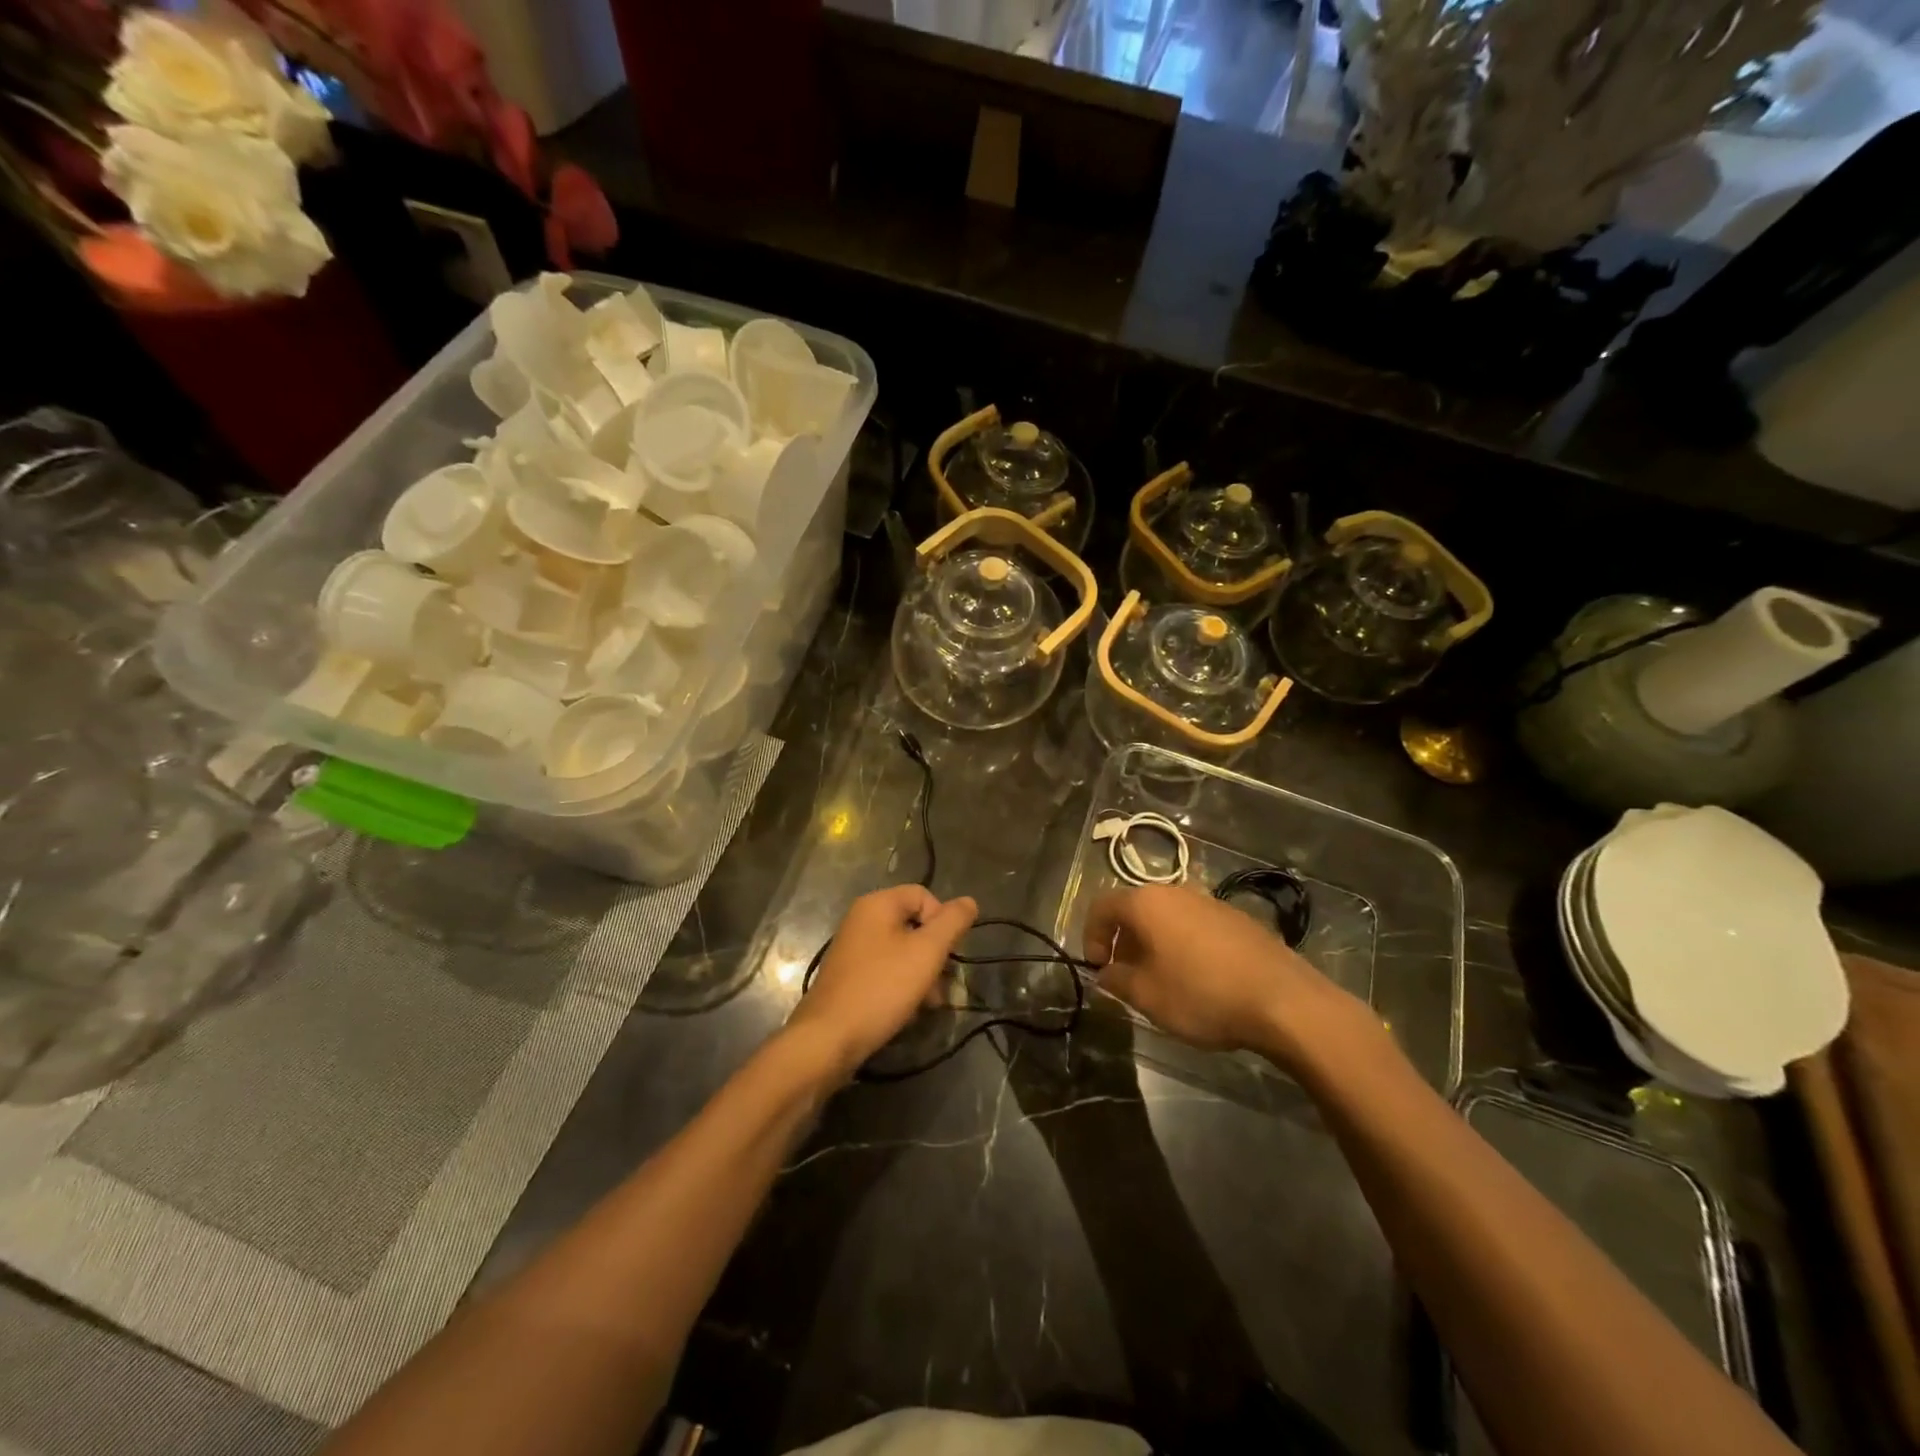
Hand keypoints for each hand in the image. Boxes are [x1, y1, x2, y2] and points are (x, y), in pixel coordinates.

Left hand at [787, 885, 978, 1078]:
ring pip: (902, 950)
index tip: (948, 953)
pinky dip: (902, 985)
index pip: (923, 895)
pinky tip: (909, 1010)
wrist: (828, 1038)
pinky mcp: (849, 975)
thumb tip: (969, 901)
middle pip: (913, 924)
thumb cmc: (882, 988)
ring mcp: (853, 948)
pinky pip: (885, 969)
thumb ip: (952, 923)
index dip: (943, 921)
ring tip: (930, 1004)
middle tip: (943, 983)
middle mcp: (861, 919)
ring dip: (922, 973)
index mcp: (877, 904)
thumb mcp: (927, 952)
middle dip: (934, 953)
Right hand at [1084, 884, 1375, 1070]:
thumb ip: (1116, 980)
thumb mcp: (1146, 996)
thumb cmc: (1201, 994)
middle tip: (1127, 977)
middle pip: (1136, 909)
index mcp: (1146, 903)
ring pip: (1168, 917)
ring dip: (1155, 944)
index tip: (1097, 968)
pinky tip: (1199, 980)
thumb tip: (1105, 972)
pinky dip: (1184, 946)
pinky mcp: (1238, 919)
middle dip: (1124, 942)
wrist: (1283, 1000)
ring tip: (1163, 981)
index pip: (1102, 906)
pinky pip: (1196, 926)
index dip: (1090, 936)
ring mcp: (1210, 902)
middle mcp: (1176, 891)